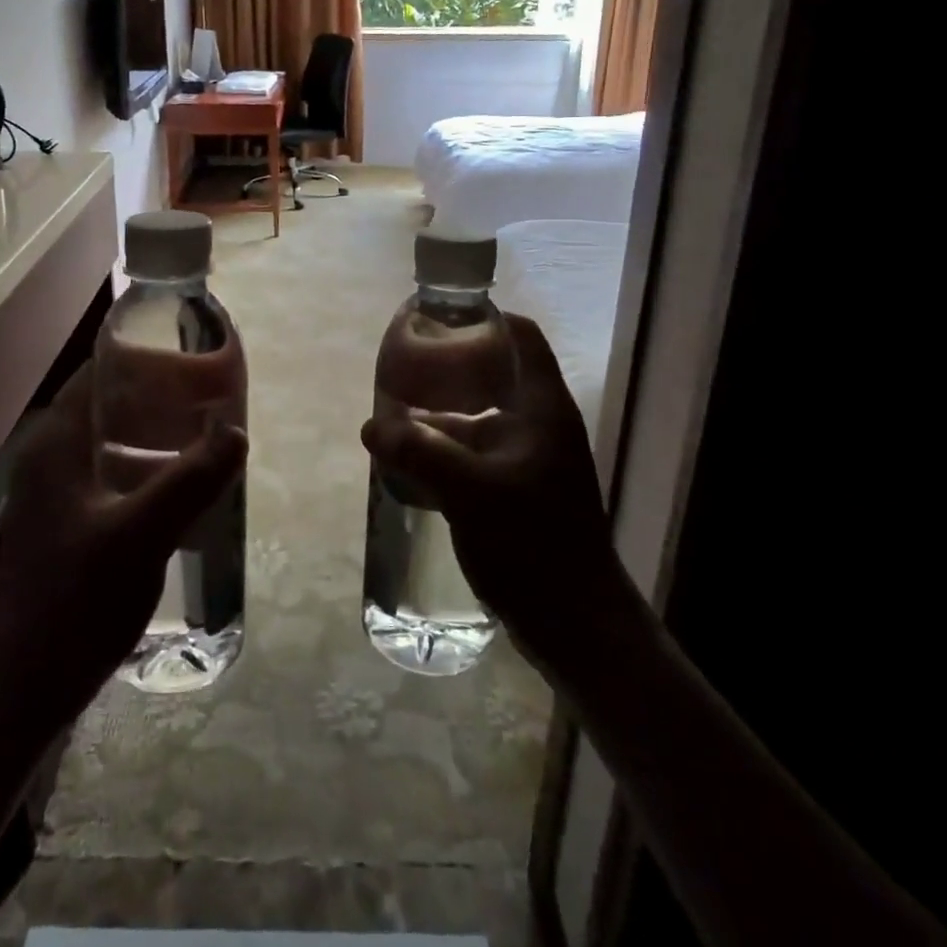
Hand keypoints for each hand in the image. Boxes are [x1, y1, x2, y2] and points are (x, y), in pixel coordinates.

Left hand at [0, 363, 246, 718]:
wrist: (19, 688)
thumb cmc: (74, 600)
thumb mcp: (141, 534)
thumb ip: (191, 479)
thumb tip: (236, 432)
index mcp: (58, 441)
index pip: (100, 371)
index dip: (147, 357)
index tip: (196, 358)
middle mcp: (53, 456)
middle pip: (110, 404)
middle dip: (162, 396)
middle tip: (213, 399)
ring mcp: (58, 493)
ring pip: (114, 442)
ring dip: (158, 435)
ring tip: (208, 438)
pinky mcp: (69, 524)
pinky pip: (114, 476)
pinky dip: (149, 469)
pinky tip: (185, 489)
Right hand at [360, 313, 621, 681]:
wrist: (576, 626)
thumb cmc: (533, 544)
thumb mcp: (470, 492)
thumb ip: (418, 453)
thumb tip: (370, 426)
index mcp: (542, 409)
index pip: (521, 337)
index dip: (483, 320)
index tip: (437, 322)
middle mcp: (538, 425)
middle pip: (492, 376)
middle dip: (445, 373)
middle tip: (399, 372)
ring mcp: (529, 460)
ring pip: (478, 421)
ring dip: (438, 419)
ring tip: (392, 420)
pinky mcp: (517, 492)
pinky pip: (475, 455)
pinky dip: (444, 452)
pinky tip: (409, 464)